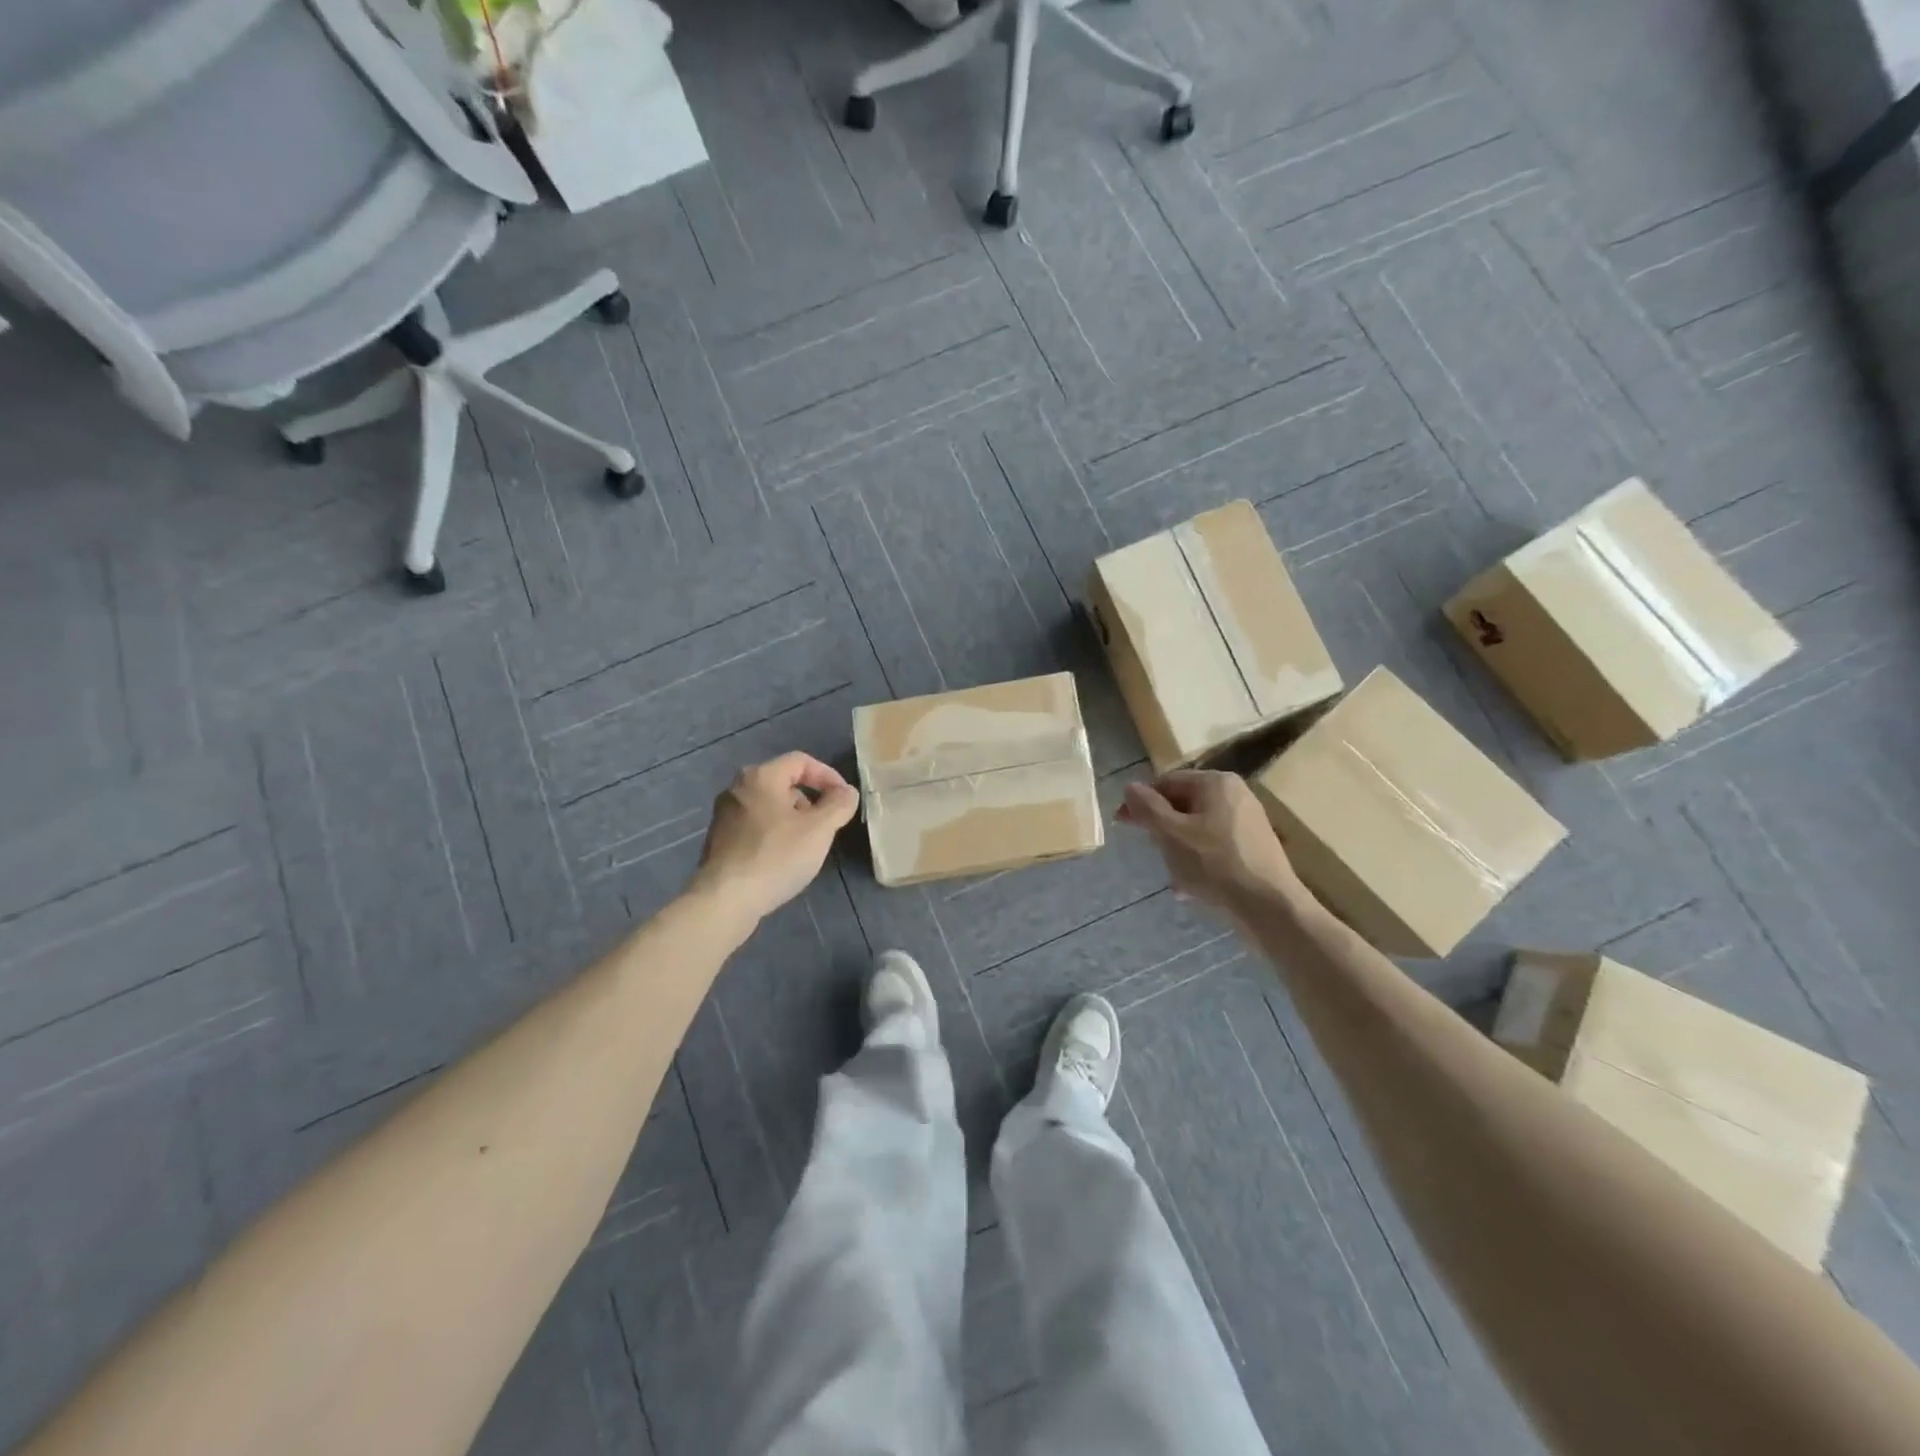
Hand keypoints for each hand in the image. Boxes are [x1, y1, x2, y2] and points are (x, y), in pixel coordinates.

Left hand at [691, 753, 860, 922]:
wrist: (725, 900)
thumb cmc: (776, 856)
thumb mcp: (819, 829)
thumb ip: (839, 805)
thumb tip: (847, 792)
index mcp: (760, 777)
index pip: (801, 761)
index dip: (828, 776)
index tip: (844, 799)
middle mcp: (737, 788)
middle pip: (783, 782)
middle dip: (811, 800)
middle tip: (827, 824)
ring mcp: (724, 815)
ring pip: (769, 806)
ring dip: (793, 818)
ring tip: (807, 845)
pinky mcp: (719, 840)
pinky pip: (754, 826)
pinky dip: (774, 833)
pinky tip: (783, 859)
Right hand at [1118, 770, 1301, 910]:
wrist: (1270, 907)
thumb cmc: (1215, 864)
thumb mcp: (1171, 834)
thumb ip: (1147, 808)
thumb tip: (1130, 787)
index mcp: (1215, 782)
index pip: (1166, 782)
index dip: (1141, 802)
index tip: (1123, 824)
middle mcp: (1235, 794)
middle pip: (1183, 805)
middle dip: (1163, 829)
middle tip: (1152, 853)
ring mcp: (1249, 821)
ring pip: (1199, 829)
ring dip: (1179, 849)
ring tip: (1174, 877)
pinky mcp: (1256, 847)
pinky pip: (1217, 847)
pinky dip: (1200, 861)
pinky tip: (1193, 888)